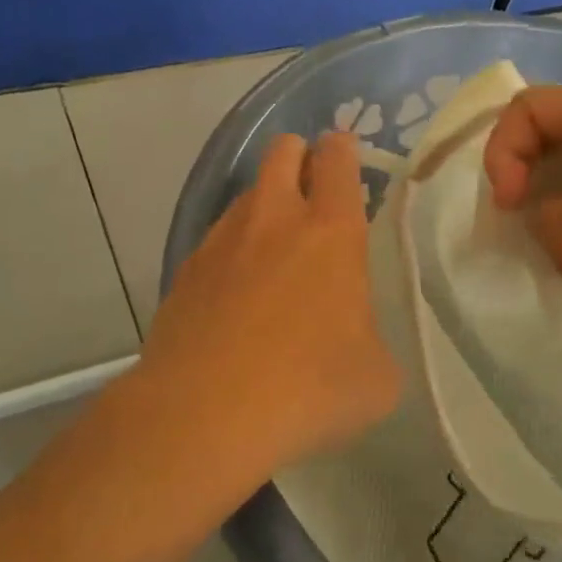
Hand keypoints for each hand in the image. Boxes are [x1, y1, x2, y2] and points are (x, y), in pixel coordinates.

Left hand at [142, 132, 400, 478]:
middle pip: (282, 153)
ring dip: (264, 204)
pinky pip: (215, 241)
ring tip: (273, 246)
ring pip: (246, 195)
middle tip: (310, 181)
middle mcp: (273, 221)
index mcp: (330, 232)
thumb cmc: (308, 387)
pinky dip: (231, 251)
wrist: (206, 413)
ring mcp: (221, 242)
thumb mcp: (376, 378)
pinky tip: (235, 293)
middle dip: (298, 154)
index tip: (344, 151)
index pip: (337, 161)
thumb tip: (355, 342)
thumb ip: (371, 342)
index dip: (342, 148)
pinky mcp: (185, 272)